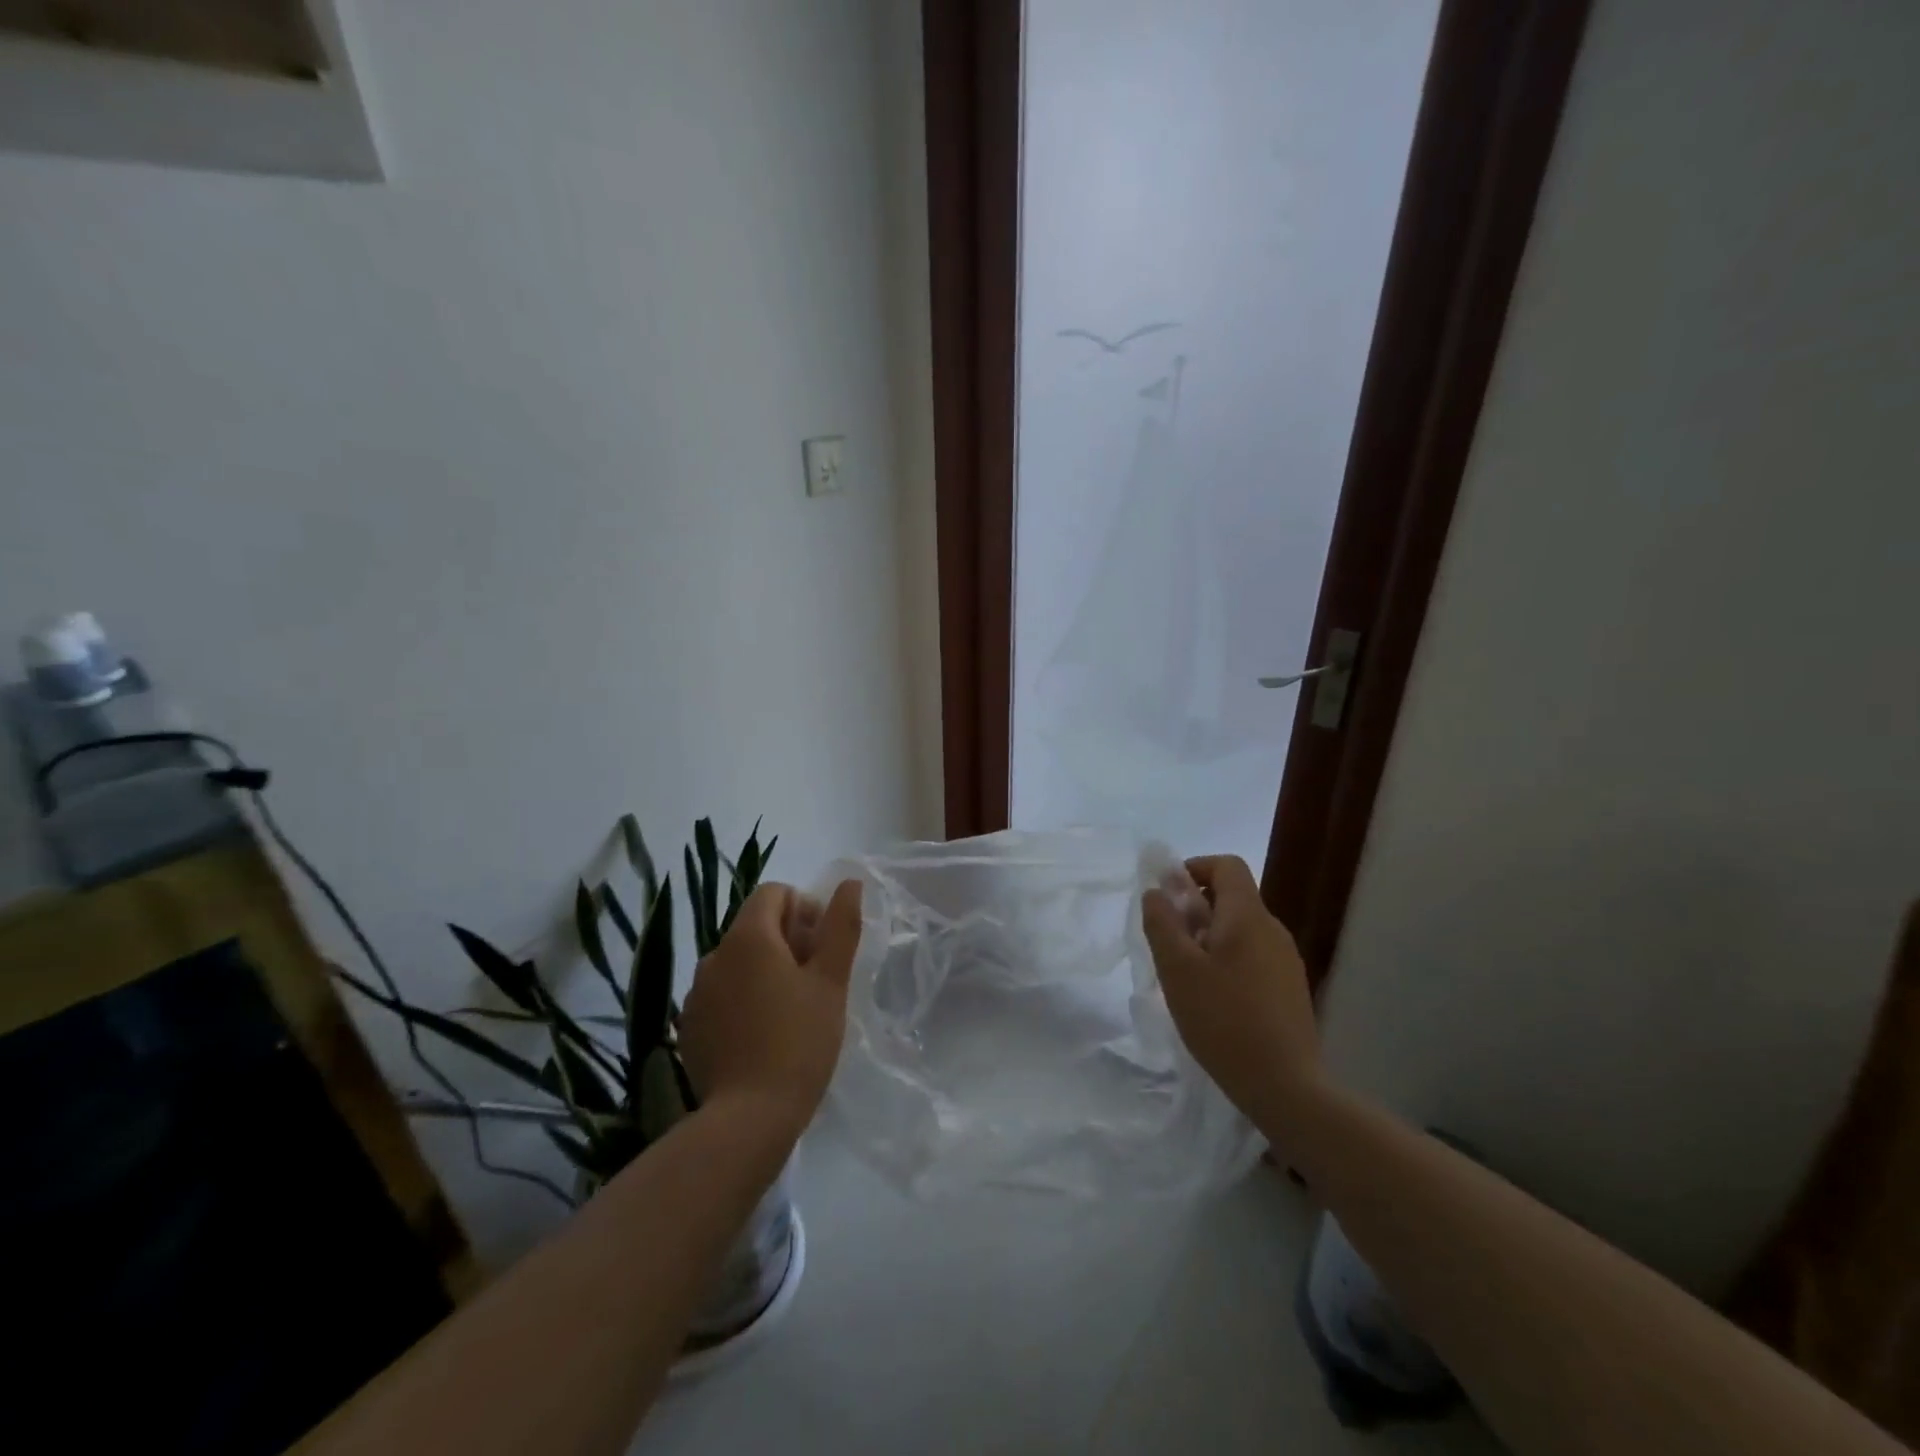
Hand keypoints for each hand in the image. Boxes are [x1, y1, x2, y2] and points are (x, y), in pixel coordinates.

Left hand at [678, 879, 862, 1140]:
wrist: (747, 1119)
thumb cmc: (799, 1041)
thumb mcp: (831, 981)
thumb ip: (841, 926)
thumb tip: (850, 883)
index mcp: (748, 937)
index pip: (774, 893)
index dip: (805, 909)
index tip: (823, 948)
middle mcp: (714, 955)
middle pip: (755, 926)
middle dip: (788, 941)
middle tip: (816, 981)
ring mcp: (696, 993)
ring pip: (738, 962)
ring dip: (765, 970)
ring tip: (792, 1010)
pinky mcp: (689, 1026)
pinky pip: (722, 994)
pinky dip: (744, 999)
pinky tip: (763, 1035)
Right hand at [1142, 856, 1323, 1130]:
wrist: (1285, 1086)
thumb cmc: (1223, 1020)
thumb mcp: (1177, 969)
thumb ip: (1162, 923)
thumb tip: (1156, 891)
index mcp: (1248, 917)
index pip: (1226, 865)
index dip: (1194, 868)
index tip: (1168, 896)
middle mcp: (1273, 930)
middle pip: (1233, 898)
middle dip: (1196, 909)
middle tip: (1168, 943)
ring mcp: (1286, 961)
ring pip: (1241, 930)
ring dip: (1210, 938)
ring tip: (1186, 976)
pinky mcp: (1290, 989)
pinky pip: (1253, 956)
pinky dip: (1228, 961)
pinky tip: (1214, 1000)